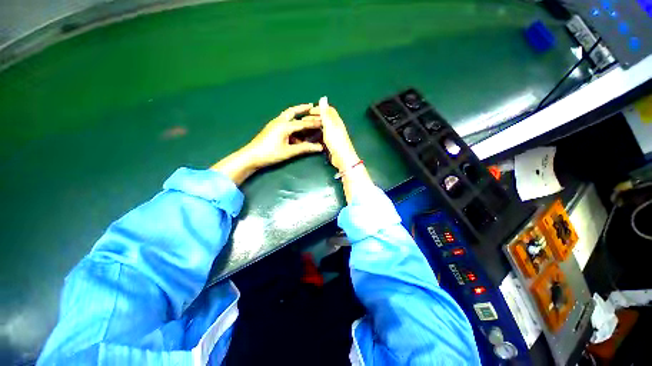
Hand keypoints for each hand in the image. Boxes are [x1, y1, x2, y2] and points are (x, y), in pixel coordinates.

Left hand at [244, 103, 323, 168]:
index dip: (314, 123)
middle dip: (302, 108)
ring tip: (305, 113)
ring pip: (287, 115)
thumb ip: (304, 148)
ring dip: (296, 113)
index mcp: (284, 125)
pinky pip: (283, 121)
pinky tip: (295, 127)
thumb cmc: (269, 154)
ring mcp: (274, 124)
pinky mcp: (271, 128)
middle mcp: (279, 121)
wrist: (251, 156)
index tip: (324, 121)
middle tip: (311, 105)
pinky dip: (291, 121)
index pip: (303, 123)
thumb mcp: (288, 152)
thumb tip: (319, 147)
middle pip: (292, 111)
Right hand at [311, 98, 371, 203]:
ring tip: (305, 126)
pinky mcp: (332, 143)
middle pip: (325, 118)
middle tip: (303, 119)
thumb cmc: (336, 141)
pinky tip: (310, 135)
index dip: (319, 109)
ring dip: (314, 124)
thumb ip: (325, 112)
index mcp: (336, 121)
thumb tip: (323, 97)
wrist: (342, 158)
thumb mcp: (329, 125)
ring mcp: (334, 135)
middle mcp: (336, 126)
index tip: (308, 111)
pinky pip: (322, 134)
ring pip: (323, 126)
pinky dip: (316, 132)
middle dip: (315, 116)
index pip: (329, 110)